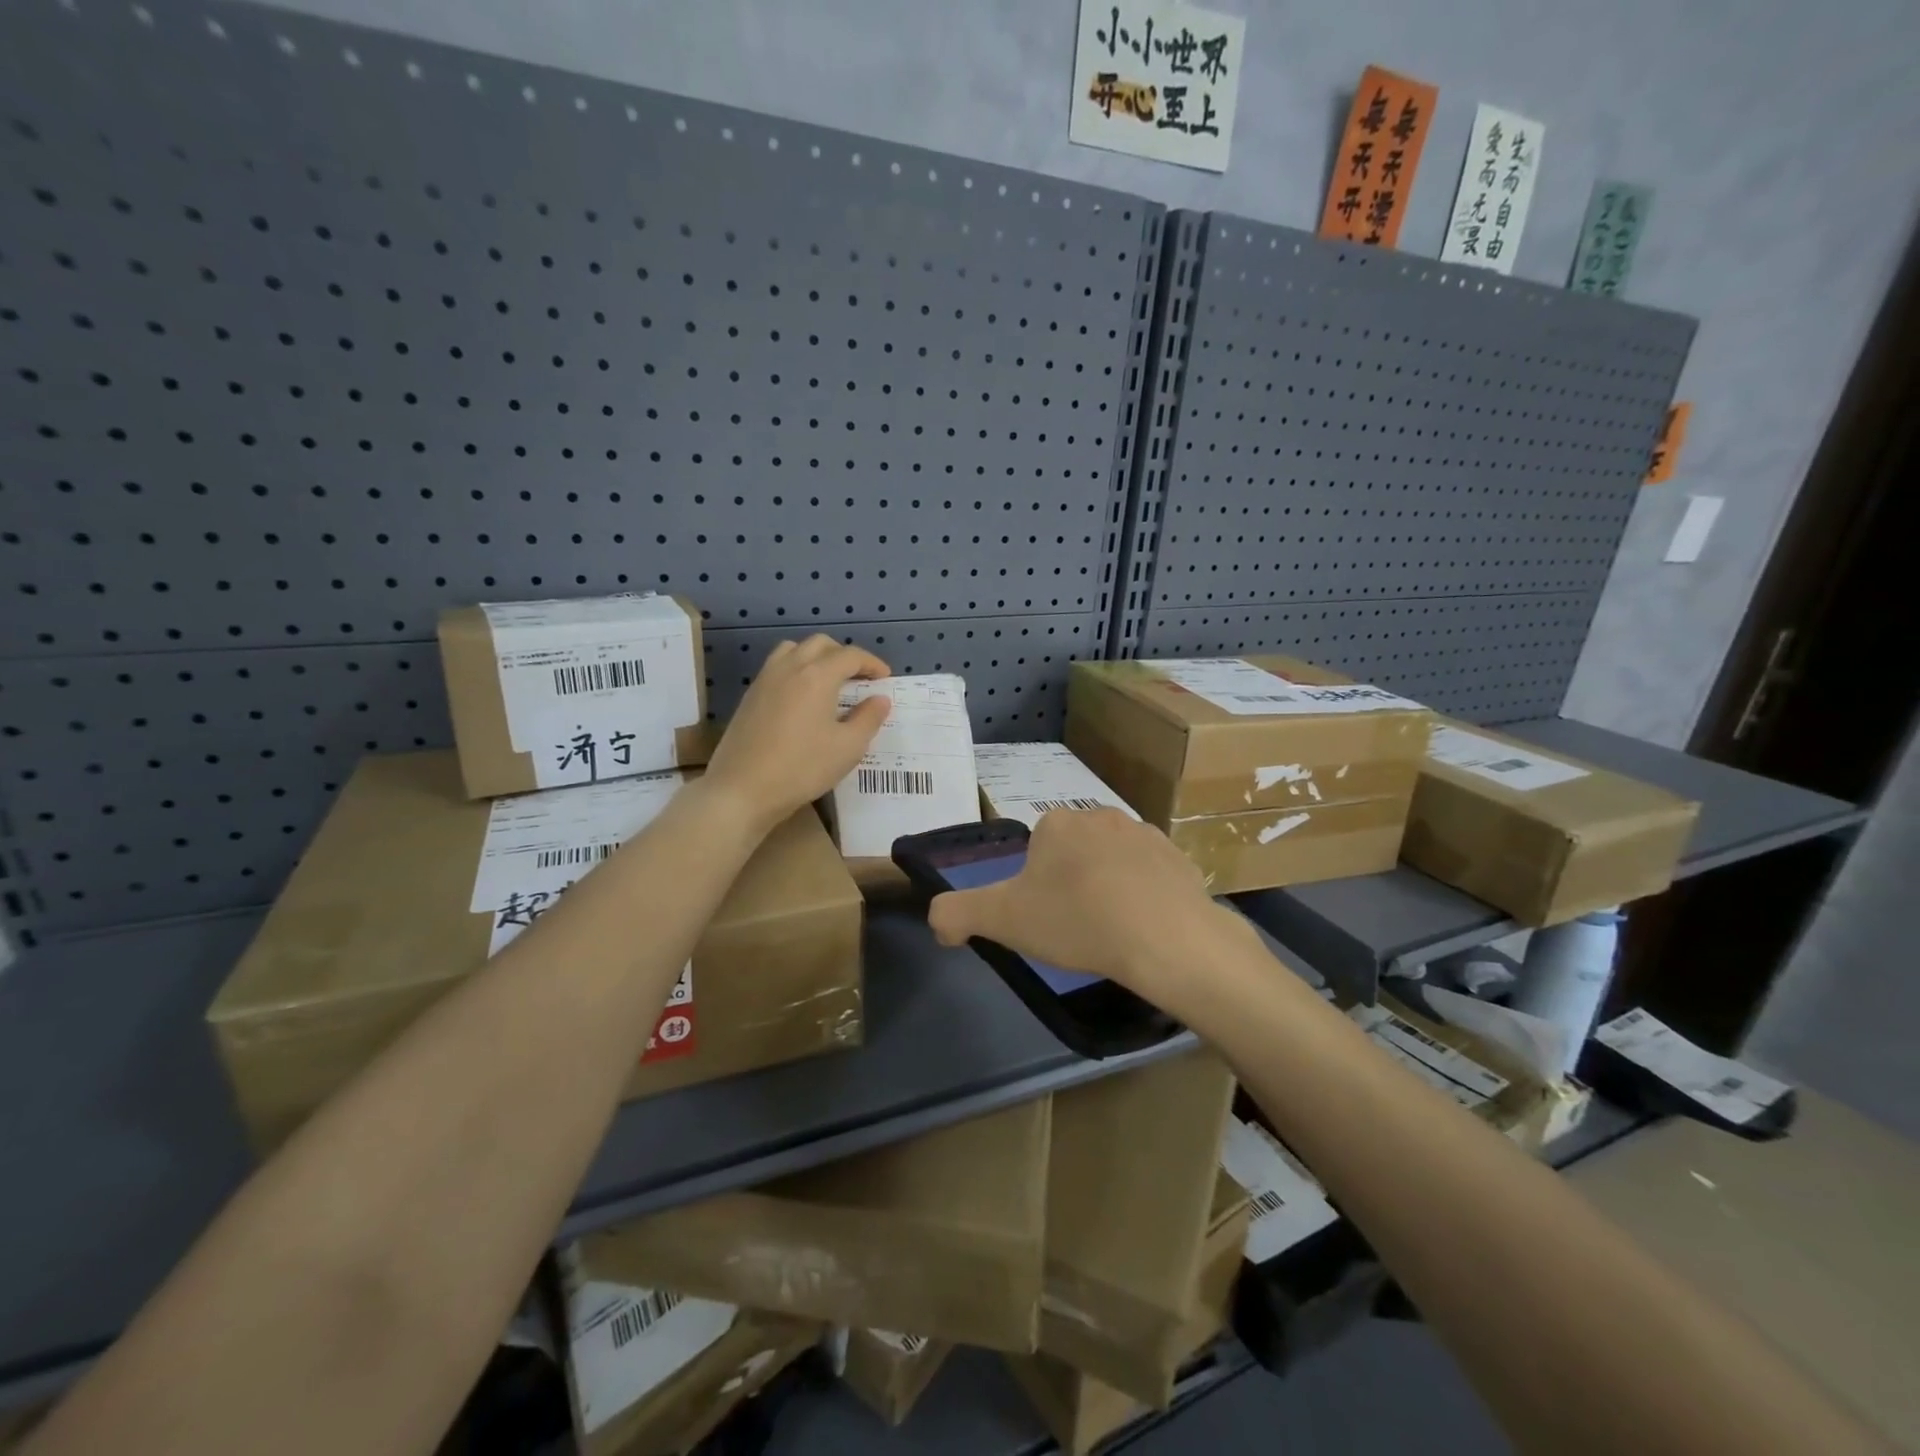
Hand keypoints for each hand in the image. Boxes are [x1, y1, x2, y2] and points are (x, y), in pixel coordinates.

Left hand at [703, 635, 890, 830]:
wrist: (742, 789)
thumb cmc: (802, 768)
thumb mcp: (848, 748)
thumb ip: (868, 719)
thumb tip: (880, 700)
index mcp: (817, 676)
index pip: (850, 655)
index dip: (872, 663)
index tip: (884, 678)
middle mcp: (790, 667)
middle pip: (821, 644)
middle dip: (844, 655)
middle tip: (859, 678)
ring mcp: (765, 679)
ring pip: (794, 650)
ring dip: (816, 657)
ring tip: (829, 682)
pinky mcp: (750, 696)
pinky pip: (777, 667)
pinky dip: (796, 670)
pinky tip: (802, 699)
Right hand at [926, 809, 1250, 1017]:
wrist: (1165, 938)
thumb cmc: (1077, 921)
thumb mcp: (1002, 920)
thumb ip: (956, 913)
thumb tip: (937, 920)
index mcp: (1056, 823)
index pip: (1034, 853)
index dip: (1034, 889)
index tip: (1045, 921)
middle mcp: (1099, 815)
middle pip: (1073, 854)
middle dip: (1070, 884)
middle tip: (1076, 929)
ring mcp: (1144, 832)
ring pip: (1111, 862)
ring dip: (1107, 887)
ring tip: (1112, 931)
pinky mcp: (1178, 856)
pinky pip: (1150, 875)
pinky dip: (1143, 896)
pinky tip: (1145, 927)